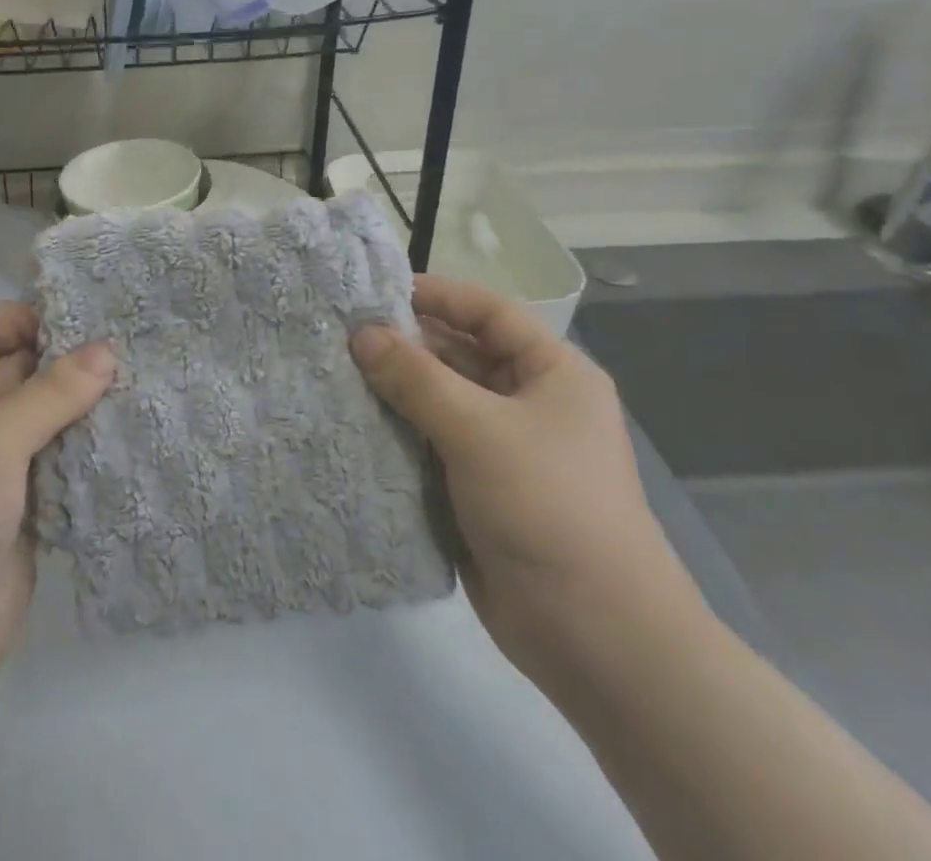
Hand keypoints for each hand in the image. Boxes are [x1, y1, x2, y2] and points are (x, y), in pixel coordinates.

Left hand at [0, 302, 113, 712]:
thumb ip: (50, 392)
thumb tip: (107, 351)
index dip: (20, 318)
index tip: (78, 317)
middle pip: (18, 371)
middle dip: (65, 358)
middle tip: (126, 342)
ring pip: (45, 416)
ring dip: (84, 402)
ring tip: (139, 378)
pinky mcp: (27, 504)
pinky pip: (62, 460)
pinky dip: (90, 445)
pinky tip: (132, 428)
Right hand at [350, 276, 696, 669]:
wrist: (595, 637)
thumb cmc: (547, 506)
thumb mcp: (478, 429)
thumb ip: (415, 377)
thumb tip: (361, 333)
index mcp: (552, 373)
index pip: (488, 313)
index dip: (436, 296)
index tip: (375, 292)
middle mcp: (529, 402)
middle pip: (460, 355)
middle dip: (405, 346)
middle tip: (341, 336)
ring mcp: (504, 449)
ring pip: (440, 401)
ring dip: (396, 391)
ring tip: (336, 374)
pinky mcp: (479, 489)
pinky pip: (432, 444)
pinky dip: (398, 433)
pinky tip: (353, 423)